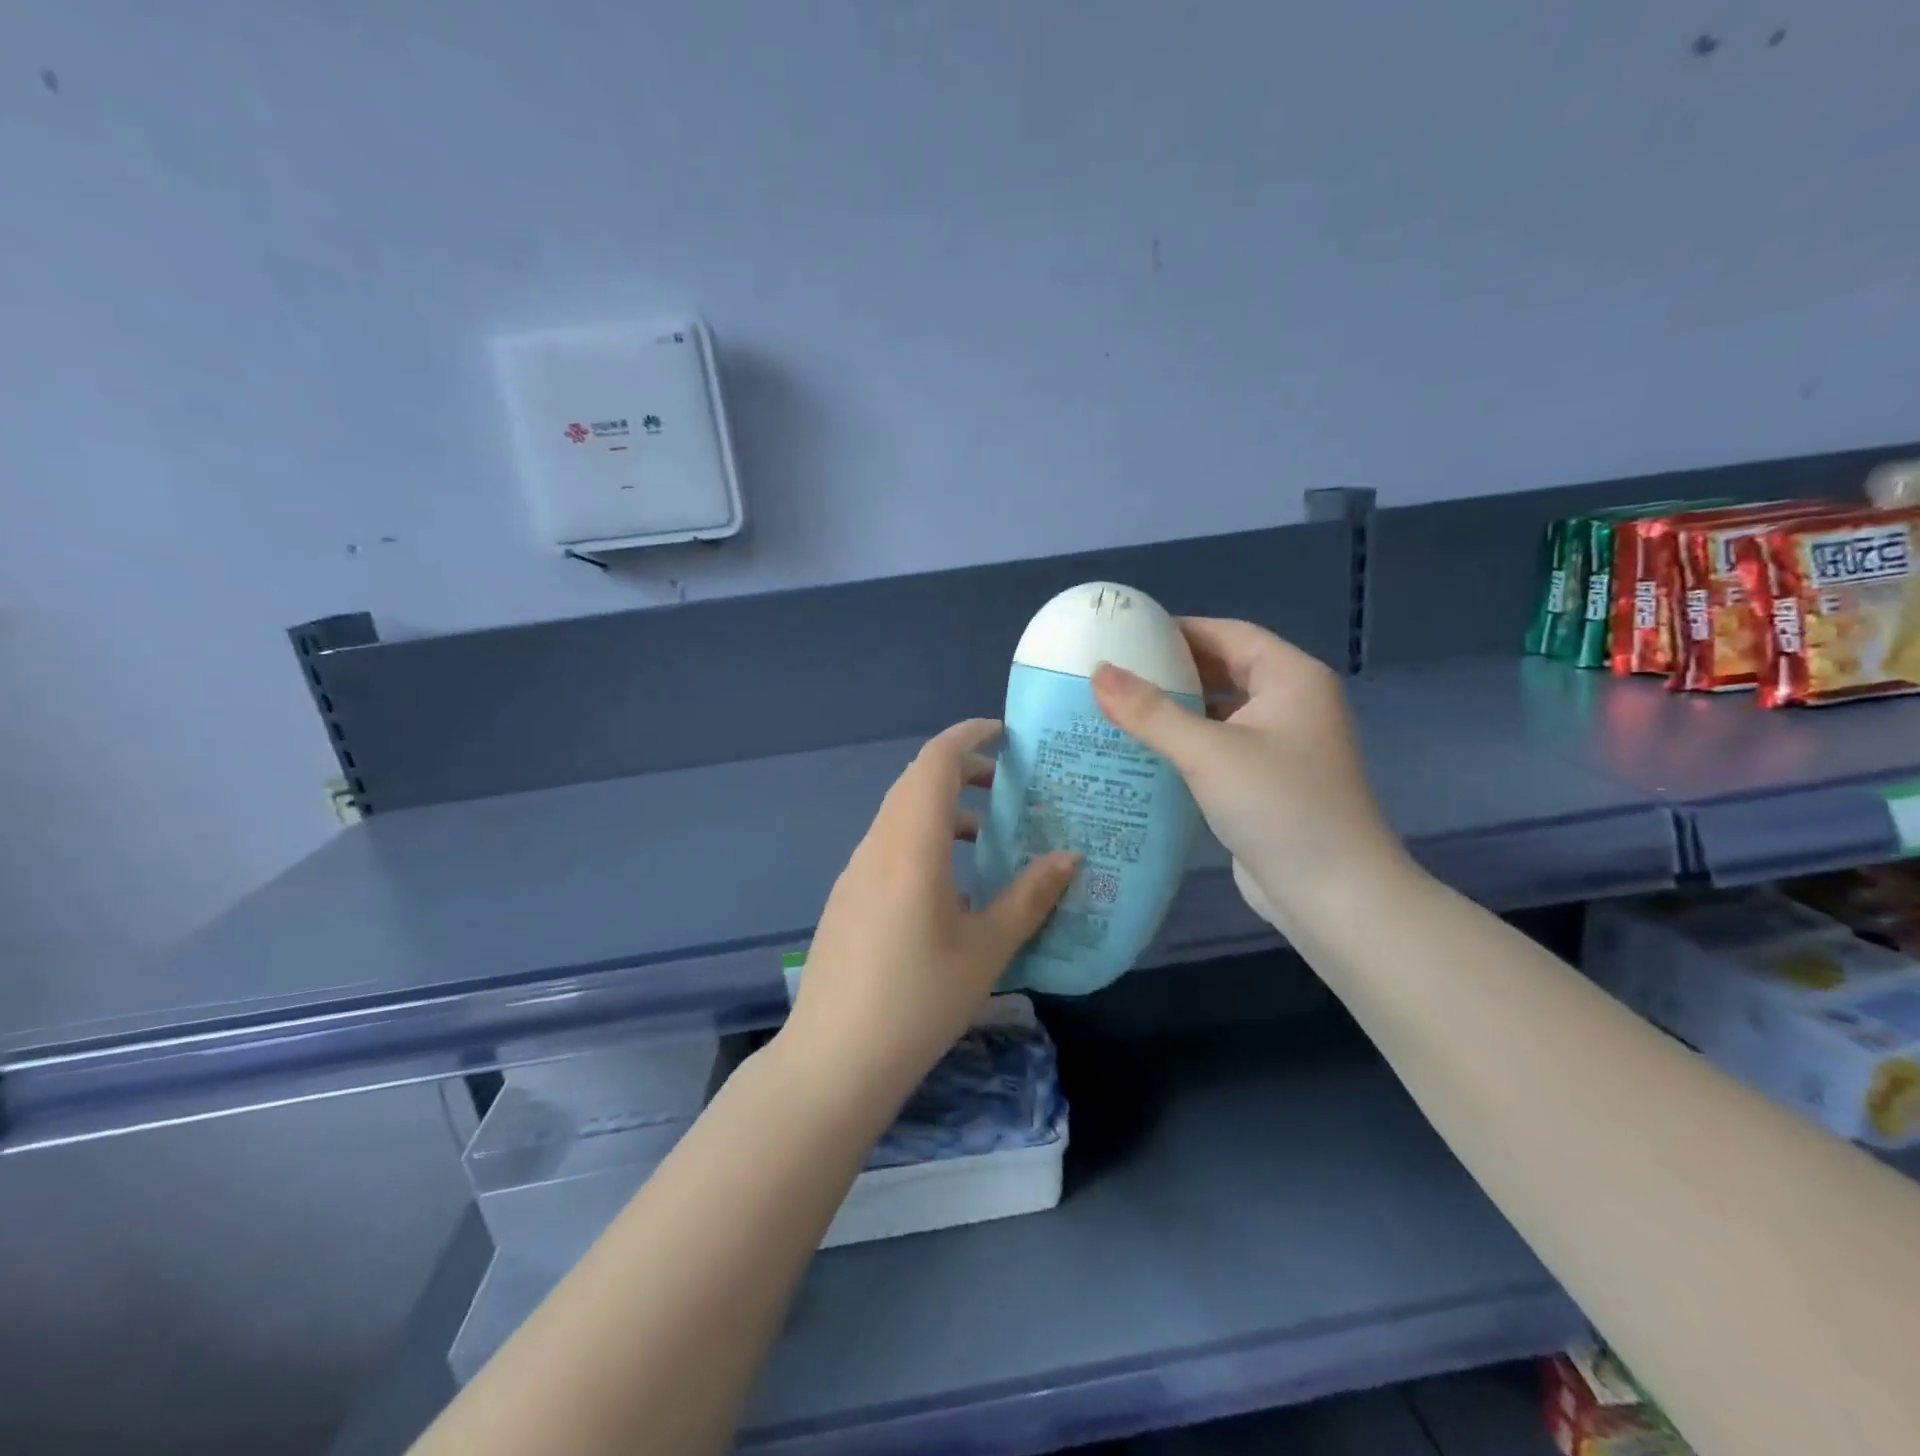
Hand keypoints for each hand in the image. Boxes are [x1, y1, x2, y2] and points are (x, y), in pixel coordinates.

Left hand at [777, 719, 1078, 1116]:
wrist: (834, 1059)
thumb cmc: (918, 1001)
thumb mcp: (987, 950)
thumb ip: (1029, 897)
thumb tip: (1069, 857)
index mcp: (911, 846)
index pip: (935, 763)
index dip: (968, 735)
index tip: (1006, 734)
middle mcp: (877, 846)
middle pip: (916, 782)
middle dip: (962, 770)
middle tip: (1009, 784)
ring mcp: (856, 872)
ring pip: (900, 814)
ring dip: (942, 807)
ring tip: (988, 833)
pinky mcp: (848, 897)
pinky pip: (889, 845)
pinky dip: (924, 838)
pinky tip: (952, 884)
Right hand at [1091, 618, 1406, 936]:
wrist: (1334, 896)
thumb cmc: (1279, 807)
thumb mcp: (1209, 752)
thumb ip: (1151, 711)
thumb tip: (1098, 671)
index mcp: (1291, 678)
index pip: (1227, 634)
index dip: (1176, 630)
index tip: (1123, 635)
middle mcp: (1291, 703)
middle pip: (1223, 670)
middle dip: (1171, 671)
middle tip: (1111, 675)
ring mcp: (1281, 745)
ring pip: (1219, 712)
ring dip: (1175, 710)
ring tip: (1116, 710)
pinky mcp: (1266, 782)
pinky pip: (1219, 747)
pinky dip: (1185, 744)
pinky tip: (1144, 753)